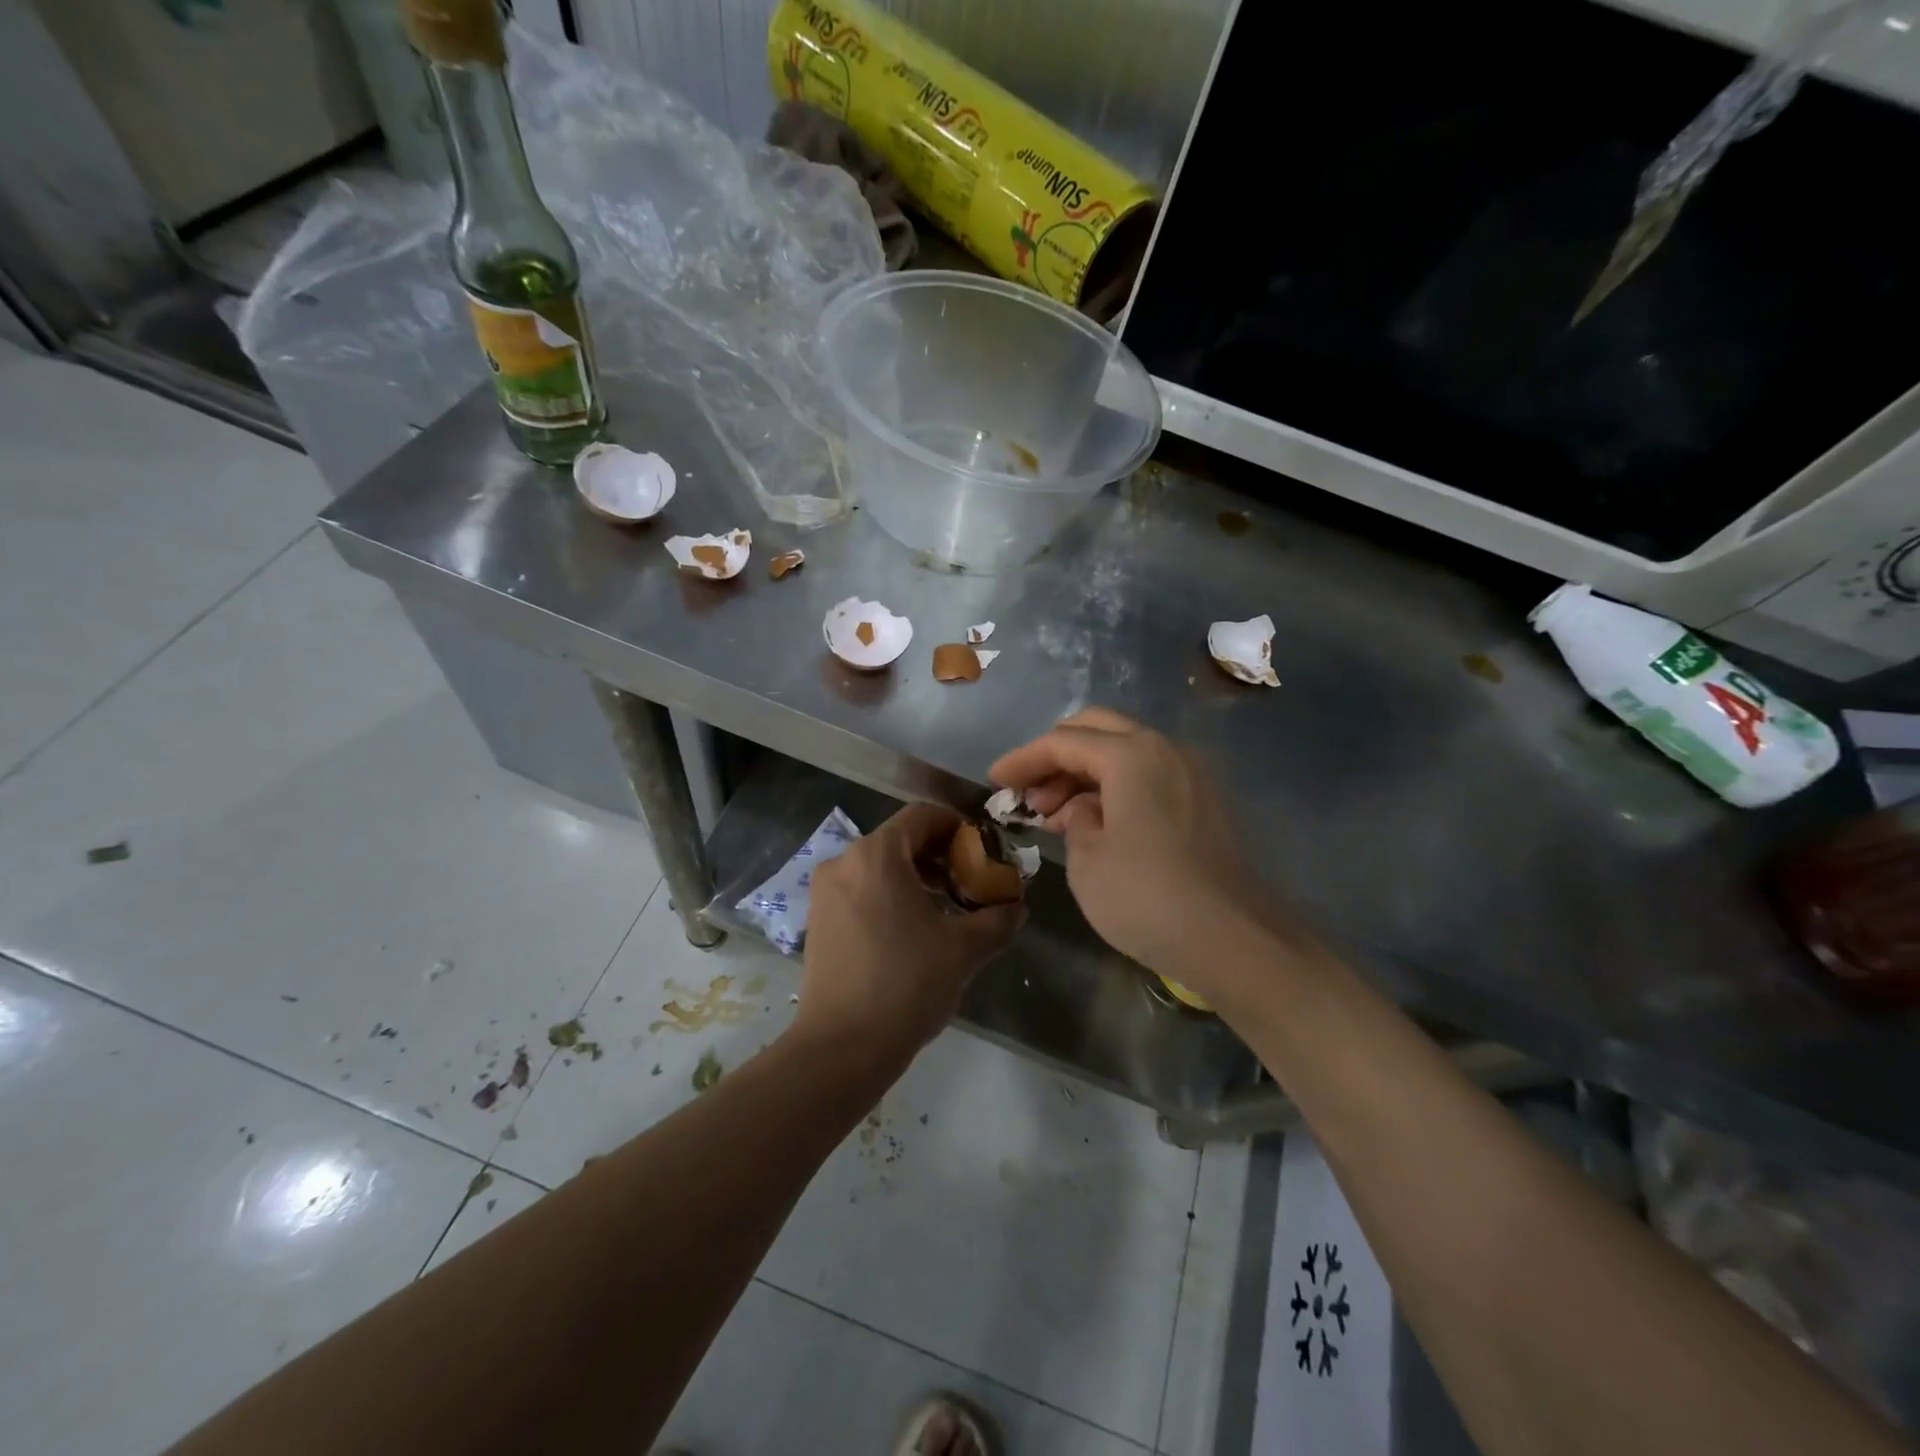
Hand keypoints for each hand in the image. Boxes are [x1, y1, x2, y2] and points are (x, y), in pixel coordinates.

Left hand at [794, 803, 1022, 1073]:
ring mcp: (825, 891)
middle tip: (970, 882)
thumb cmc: (906, 984)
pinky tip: (912, 929)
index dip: (958, 826)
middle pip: (900, 839)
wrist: (841, 1047)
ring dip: (915, 876)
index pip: (922, 816)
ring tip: (946, 908)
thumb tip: (1017, 907)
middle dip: (939, 855)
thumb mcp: (964, 949)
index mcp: (877, 854)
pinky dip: (889, 894)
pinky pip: (861, 888)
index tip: (983, 851)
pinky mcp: (818, 919)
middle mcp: (844, 861)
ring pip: (879, 865)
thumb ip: (997, 918)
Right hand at [989, 708, 1271, 990]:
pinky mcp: (1200, 802)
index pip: (1063, 741)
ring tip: (1052, 815)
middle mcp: (1163, 750)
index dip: (1023, 759)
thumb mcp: (1086, 859)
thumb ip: (1073, 819)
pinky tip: (1092, 823)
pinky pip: (1146, 776)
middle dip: (1055, 755)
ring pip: (1123, 752)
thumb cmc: (1145, 896)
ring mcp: (1188, 774)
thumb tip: (1082, 810)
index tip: (994, 779)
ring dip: (1083, 773)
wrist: (1231, 939)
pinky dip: (1113, 788)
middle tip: (1028, 793)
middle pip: (1097, 730)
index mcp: (1131, 755)